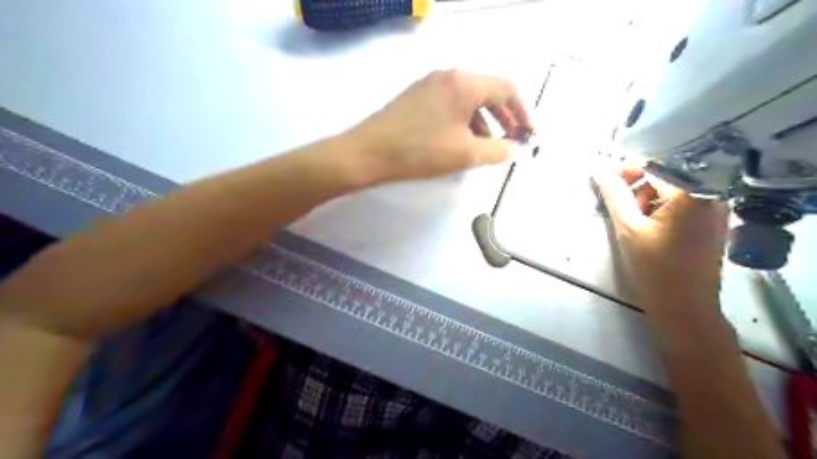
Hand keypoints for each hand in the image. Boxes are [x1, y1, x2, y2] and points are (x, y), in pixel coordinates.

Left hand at [349, 70, 530, 182]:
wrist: (369, 152)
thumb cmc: (421, 152)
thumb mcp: (465, 154)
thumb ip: (498, 150)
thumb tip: (517, 149)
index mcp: (464, 83)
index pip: (506, 89)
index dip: (522, 111)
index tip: (528, 132)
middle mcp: (448, 76)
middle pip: (487, 91)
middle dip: (503, 116)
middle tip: (511, 139)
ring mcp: (429, 84)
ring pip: (467, 99)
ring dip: (482, 121)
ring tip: (485, 146)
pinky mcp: (416, 96)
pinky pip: (449, 103)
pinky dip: (462, 120)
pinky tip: (459, 141)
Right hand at [591, 167, 730, 310]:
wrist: (684, 307)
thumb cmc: (653, 267)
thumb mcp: (628, 228)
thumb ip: (614, 195)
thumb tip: (600, 171)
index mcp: (693, 193)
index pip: (655, 166)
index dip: (627, 171)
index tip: (606, 180)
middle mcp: (711, 195)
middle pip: (666, 177)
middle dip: (640, 191)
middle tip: (625, 214)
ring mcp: (716, 209)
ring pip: (674, 191)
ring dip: (651, 202)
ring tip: (639, 227)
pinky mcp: (713, 223)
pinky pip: (684, 204)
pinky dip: (664, 210)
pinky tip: (654, 231)